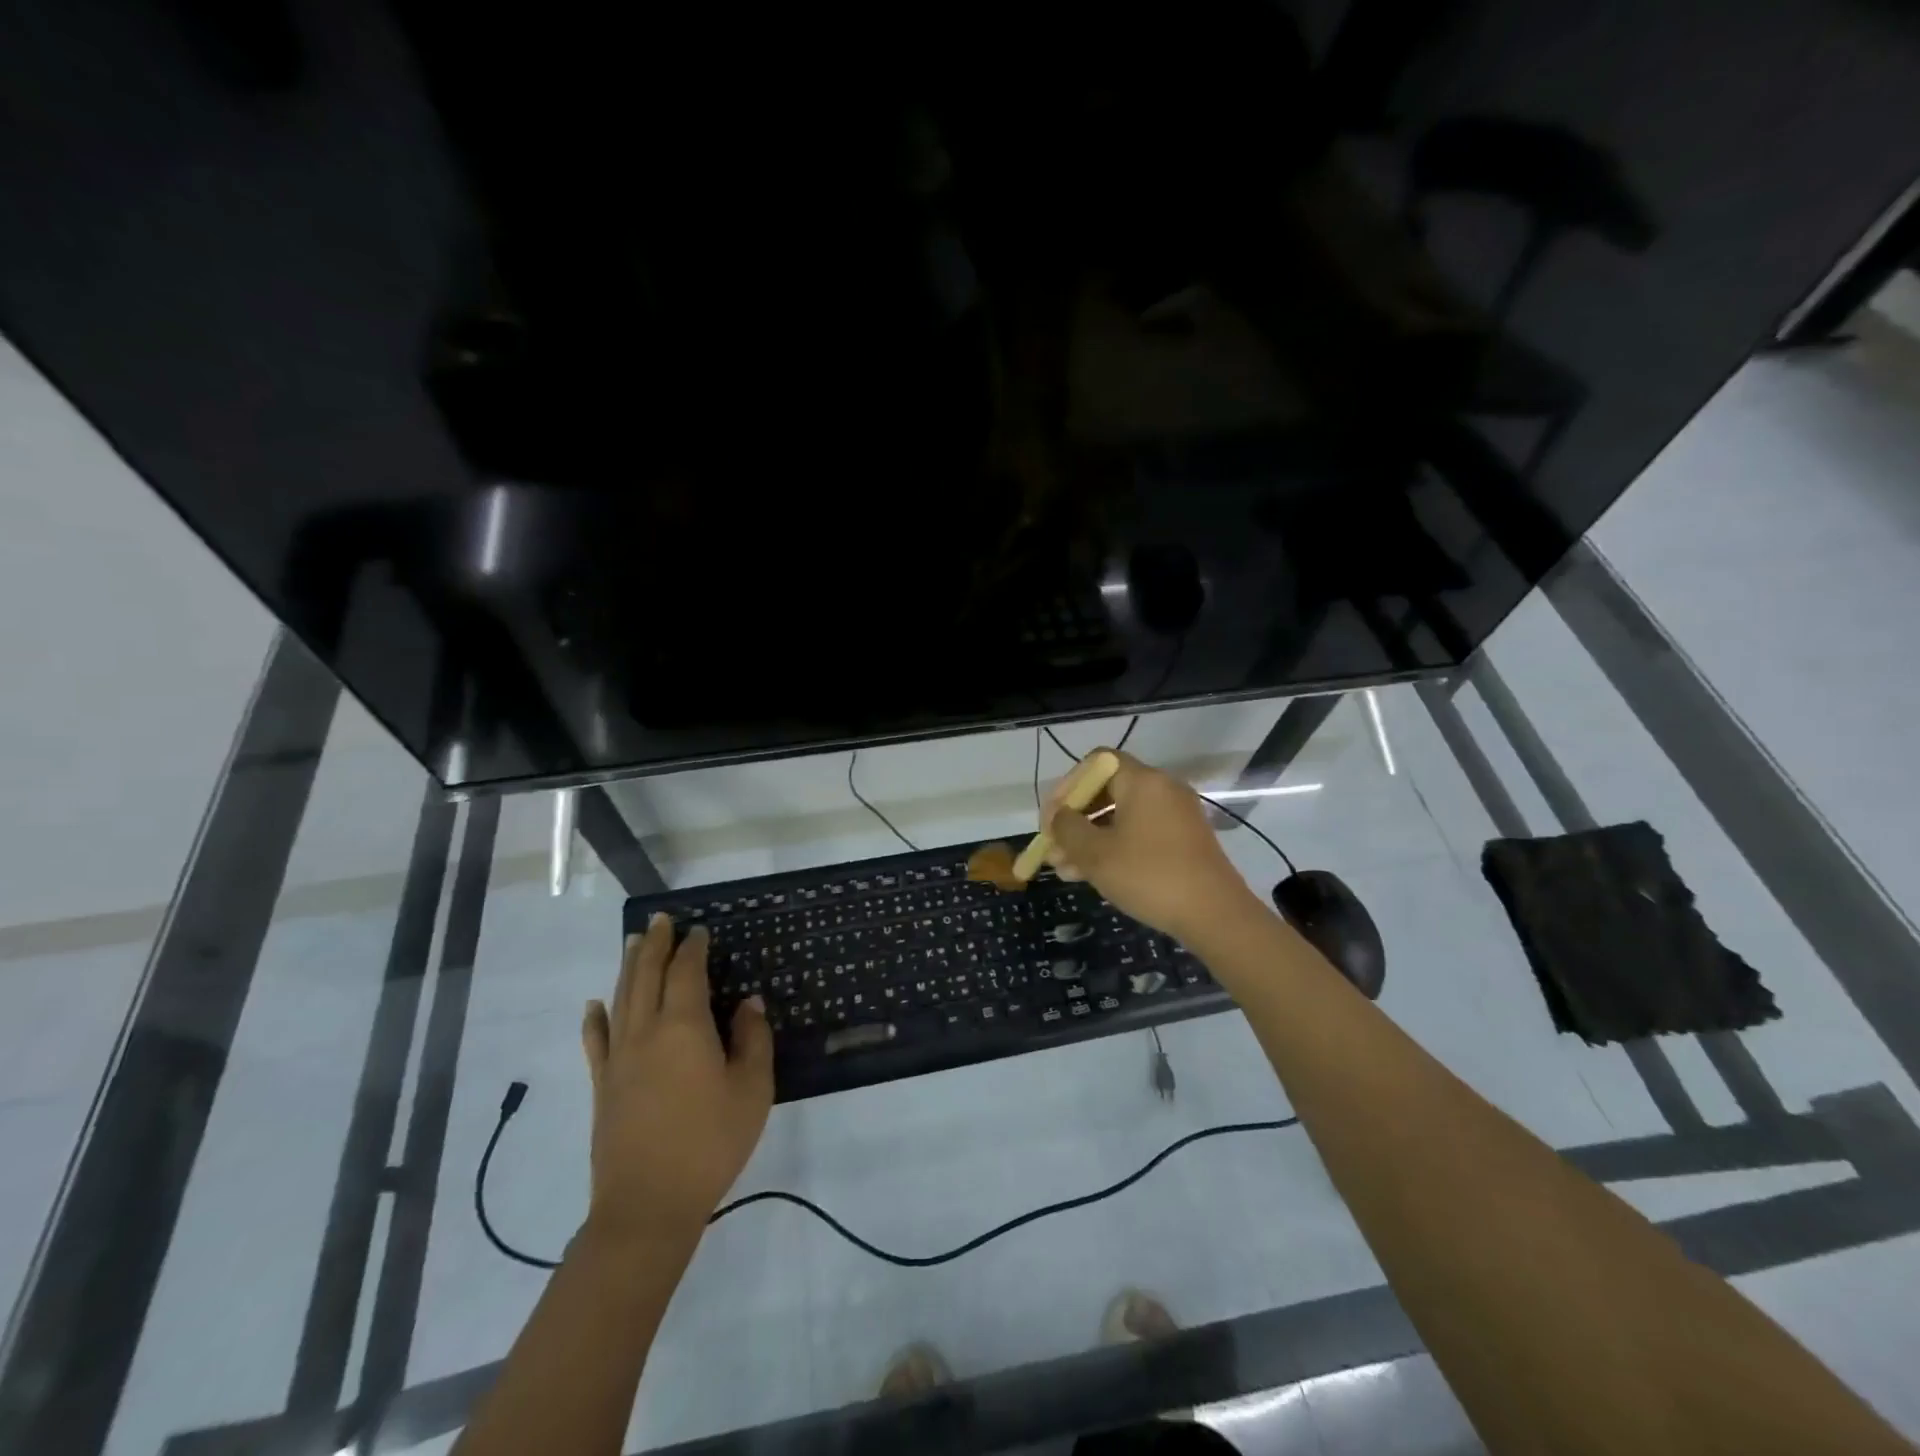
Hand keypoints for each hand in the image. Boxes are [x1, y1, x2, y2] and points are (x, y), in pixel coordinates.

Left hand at [580, 915, 773, 1250]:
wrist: (648, 1206)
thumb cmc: (710, 1143)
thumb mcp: (752, 1089)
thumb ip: (752, 1039)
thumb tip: (748, 1002)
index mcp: (685, 1027)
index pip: (687, 972)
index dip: (693, 948)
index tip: (700, 930)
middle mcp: (646, 1031)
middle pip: (647, 975)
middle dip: (655, 944)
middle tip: (660, 920)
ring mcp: (618, 1058)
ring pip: (621, 998)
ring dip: (628, 967)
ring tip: (632, 942)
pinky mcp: (603, 1085)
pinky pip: (596, 1041)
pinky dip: (595, 1018)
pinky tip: (594, 1005)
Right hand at [1043, 749, 1263, 943]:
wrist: (1215, 915)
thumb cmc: (1149, 876)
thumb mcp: (1096, 854)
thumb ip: (1067, 829)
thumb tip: (1058, 816)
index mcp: (1142, 781)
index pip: (1096, 762)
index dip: (1068, 785)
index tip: (1052, 817)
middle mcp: (1162, 789)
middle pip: (1107, 791)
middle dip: (1075, 819)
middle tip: (1053, 848)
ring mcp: (1176, 815)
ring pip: (1121, 817)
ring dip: (1090, 839)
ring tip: (1065, 871)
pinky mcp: (1184, 840)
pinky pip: (1140, 833)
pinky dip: (1114, 847)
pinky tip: (1093, 876)